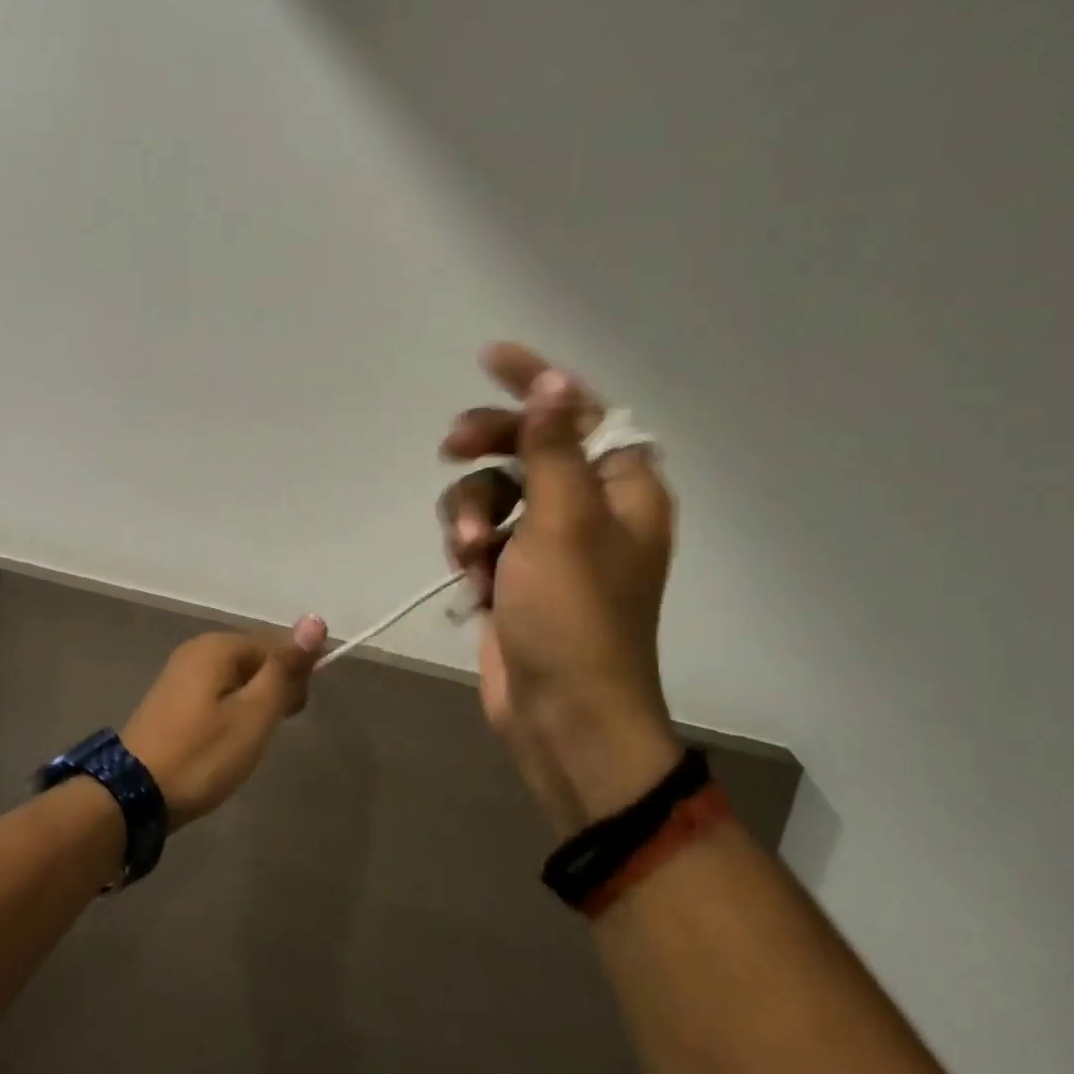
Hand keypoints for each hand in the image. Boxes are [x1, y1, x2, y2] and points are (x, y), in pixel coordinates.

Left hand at [120, 617, 328, 827]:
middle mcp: (197, 649)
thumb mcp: (254, 713)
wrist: (133, 795)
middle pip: (256, 660)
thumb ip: (285, 667)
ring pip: (236, 679)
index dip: (295, 677)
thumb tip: (315, 619)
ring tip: (248, 743)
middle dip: (273, 690)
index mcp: (219, 646)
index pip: (277, 646)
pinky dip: (230, 712)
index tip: (294, 715)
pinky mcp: (171, 700)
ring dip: (253, 705)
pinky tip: (225, 742)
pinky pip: (216, 694)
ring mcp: (180, 674)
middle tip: (267, 733)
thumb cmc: (203, 754)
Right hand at [439, 343, 681, 835]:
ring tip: (470, 552)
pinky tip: (471, 580)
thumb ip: (554, 448)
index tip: (490, 358)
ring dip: (470, 513)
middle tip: (450, 448)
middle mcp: (590, 508)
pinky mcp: (514, 573)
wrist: (561, 715)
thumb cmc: (574, 616)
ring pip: (493, 491)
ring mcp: (548, 543)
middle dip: (486, 448)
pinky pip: (481, 532)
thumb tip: (555, 381)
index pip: (582, 412)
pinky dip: (469, 548)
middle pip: (529, 446)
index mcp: (623, 490)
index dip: (538, 382)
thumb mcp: (563, 523)